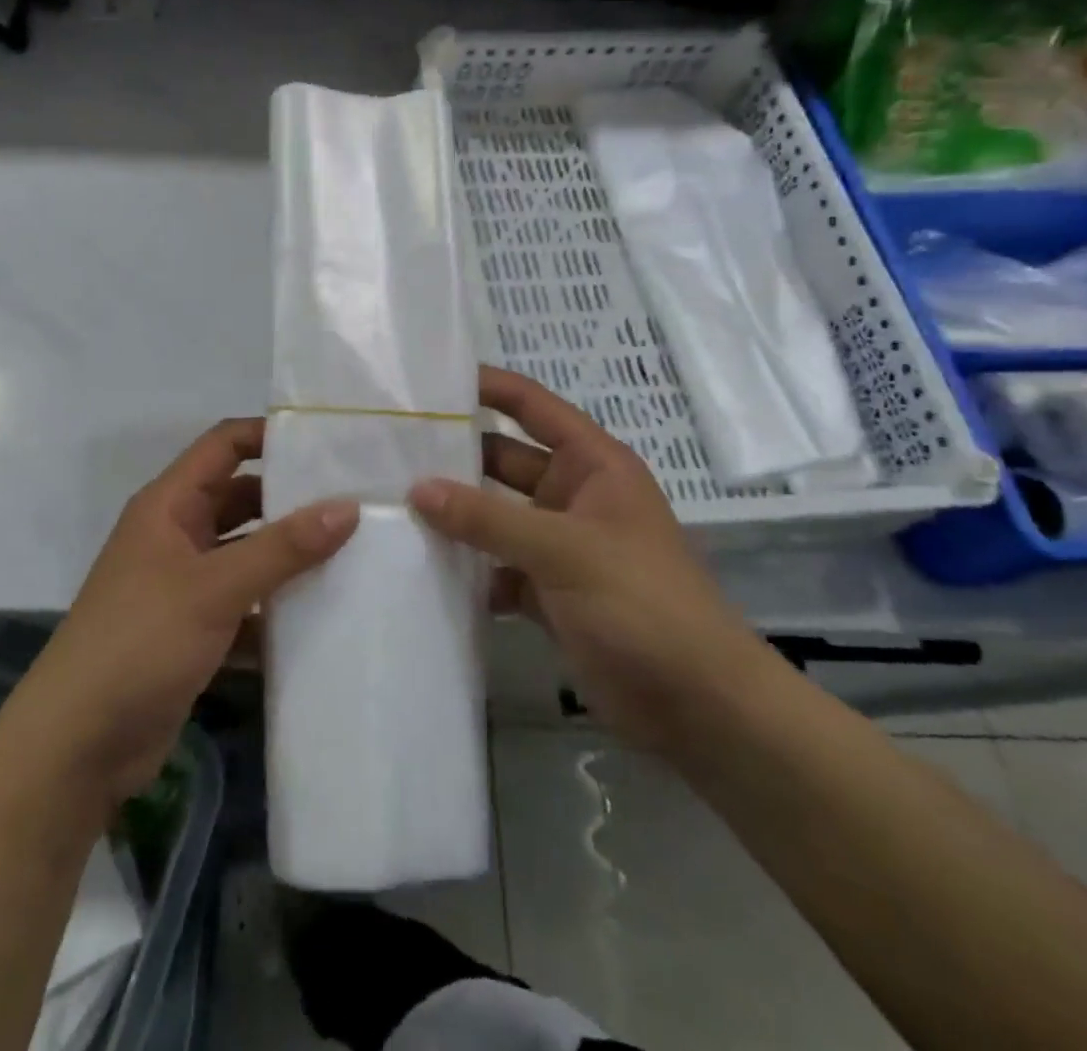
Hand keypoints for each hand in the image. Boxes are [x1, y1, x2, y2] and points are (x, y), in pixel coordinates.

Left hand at [12, 418, 357, 807]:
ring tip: (354, 554)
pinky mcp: (194, 630)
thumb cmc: (141, 641)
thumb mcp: (215, 588)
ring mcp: (184, 584)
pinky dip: (276, 608)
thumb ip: (282, 548)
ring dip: (288, 557)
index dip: (269, 436)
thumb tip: (348, 506)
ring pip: (246, 554)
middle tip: (356, 502)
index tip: (326, 444)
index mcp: (169, 505)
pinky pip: (245, 604)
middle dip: (291, 500)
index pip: (223, 445)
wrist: (78, 743)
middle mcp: (176, 535)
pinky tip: (324, 616)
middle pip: (240, 498)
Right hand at [409, 366, 772, 753]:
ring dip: (454, 516)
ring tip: (389, 505)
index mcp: (592, 465)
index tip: (430, 381)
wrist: (698, 706)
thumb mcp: (563, 550)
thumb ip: (487, 518)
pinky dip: (467, 570)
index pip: (532, 407)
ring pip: (494, 517)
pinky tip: (420, 570)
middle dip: (454, 456)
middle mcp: (572, 496)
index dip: (488, 387)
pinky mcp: (546, 592)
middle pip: (503, 461)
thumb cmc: (642, 602)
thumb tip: (416, 489)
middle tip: (388, 450)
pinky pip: (495, 568)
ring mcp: (558, 546)